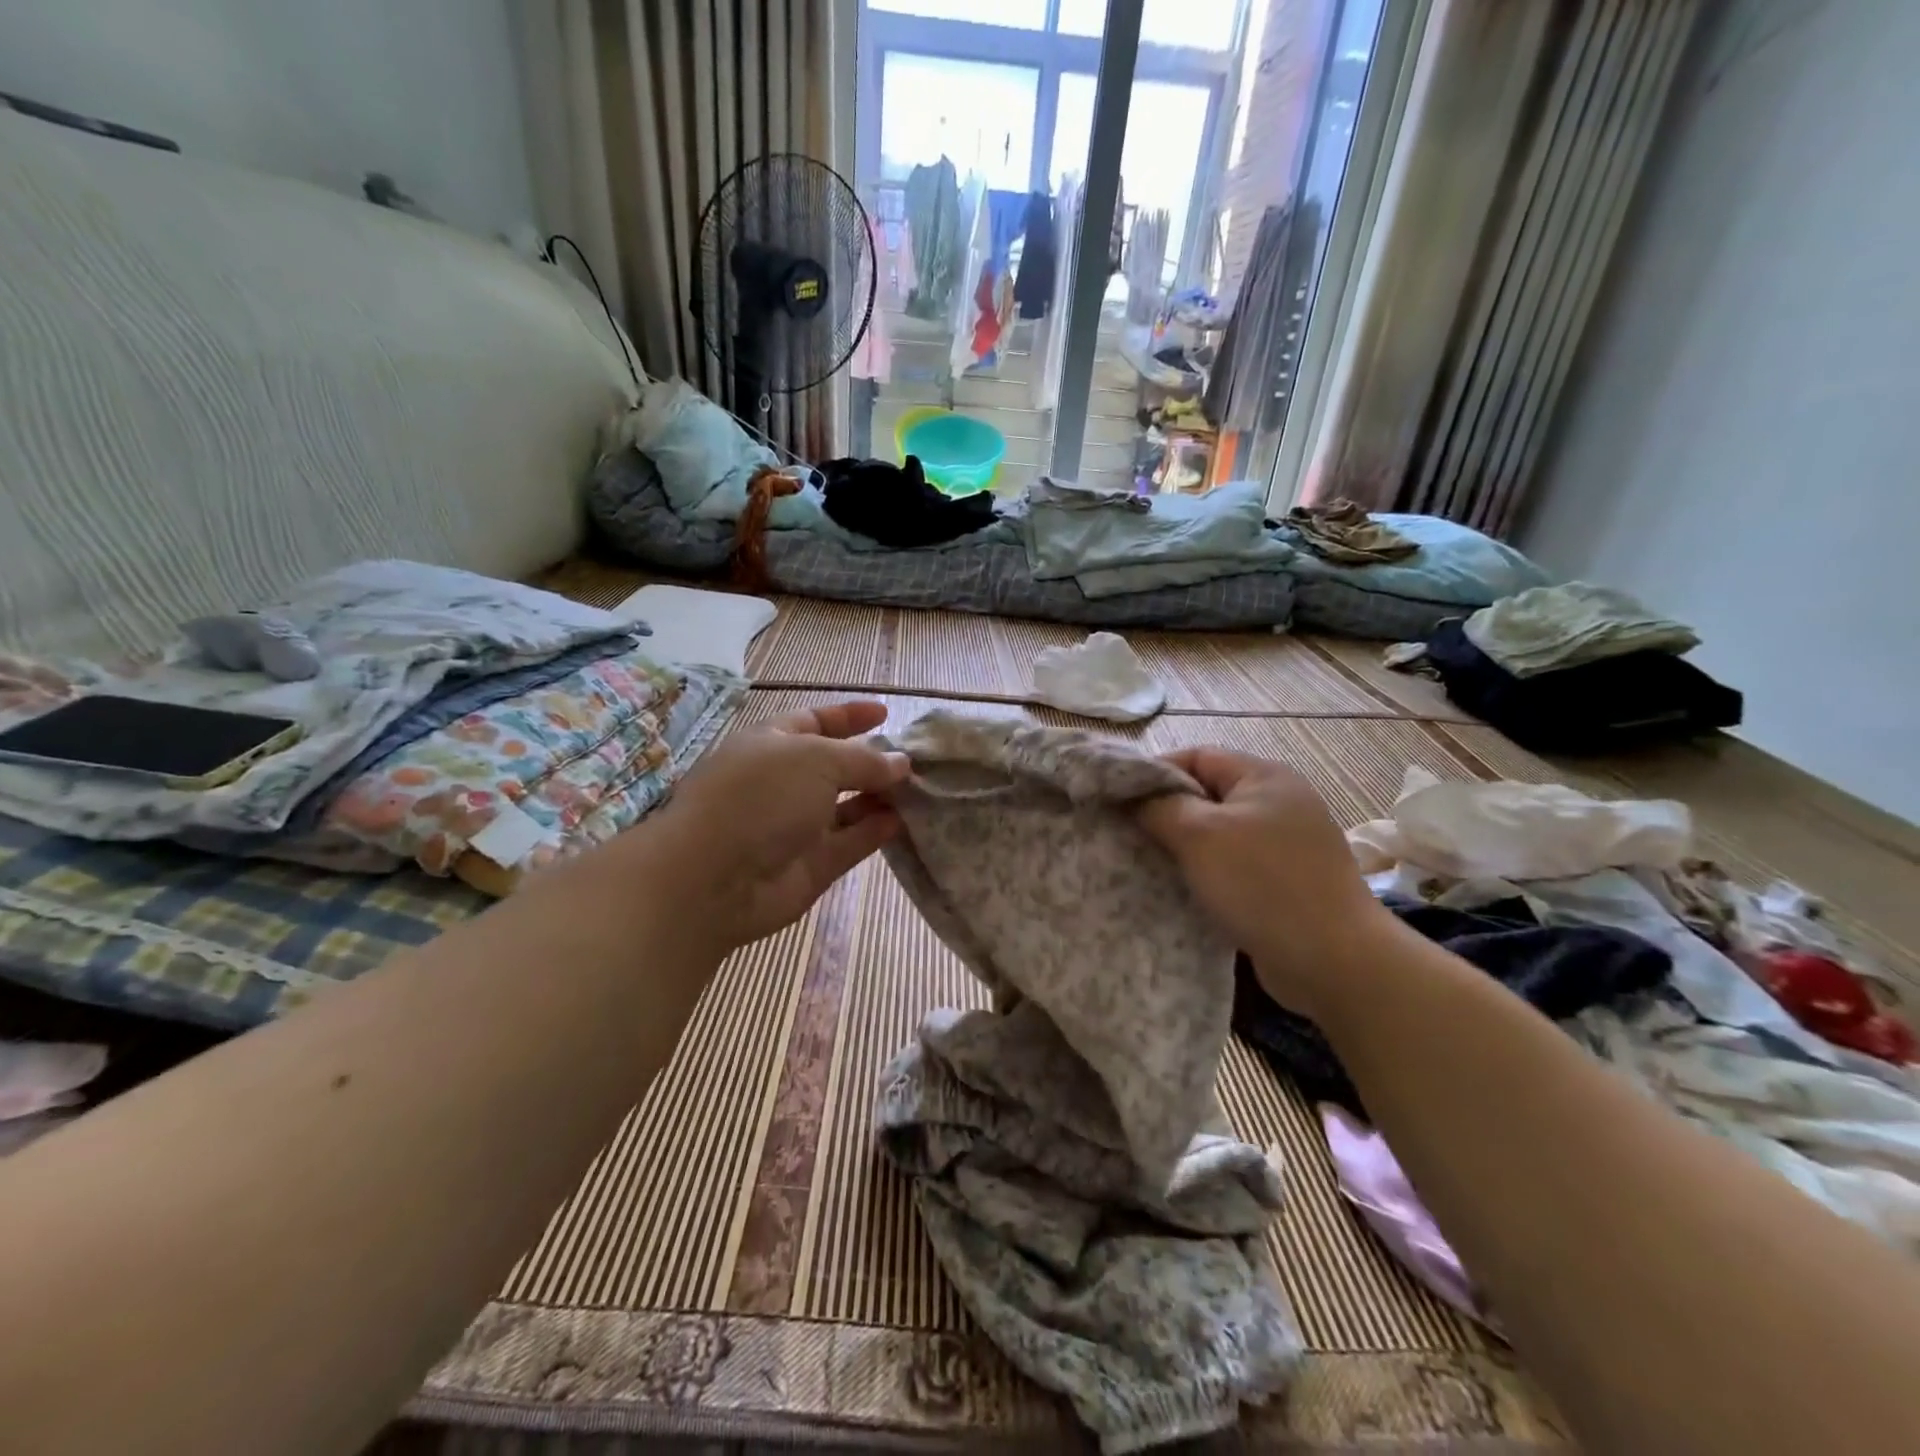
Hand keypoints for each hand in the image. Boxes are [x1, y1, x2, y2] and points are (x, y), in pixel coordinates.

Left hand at [650, 700, 909, 952]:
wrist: (714, 878)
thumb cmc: (761, 797)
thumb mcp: (817, 759)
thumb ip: (864, 760)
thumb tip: (900, 763)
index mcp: (772, 744)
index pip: (814, 721)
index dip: (848, 716)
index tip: (886, 714)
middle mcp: (783, 783)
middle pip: (835, 766)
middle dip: (872, 761)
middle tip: (915, 760)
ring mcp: (796, 826)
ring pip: (847, 807)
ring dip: (879, 797)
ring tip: (919, 789)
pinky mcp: (811, 865)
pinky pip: (850, 842)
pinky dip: (875, 831)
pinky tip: (903, 821)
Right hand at [1139, 747, 1397, 1019]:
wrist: (1334, 959)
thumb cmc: (1262, 882)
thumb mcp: (1200, 835)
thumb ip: (1159, 807)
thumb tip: (1134, 798)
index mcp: (1264, 776)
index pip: (1196, 756)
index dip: (1154, 772)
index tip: (1119, 800)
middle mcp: (1278, 802)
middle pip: (1206, 794)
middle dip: (1165, 811)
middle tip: (1127, 833)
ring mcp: (1285, 844)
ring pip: (1217, 833)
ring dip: (1183, 846)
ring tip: (1146, 863)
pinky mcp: (1284, 881)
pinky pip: (1232, 865)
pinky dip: (1205, 872)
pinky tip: (1181, 890)